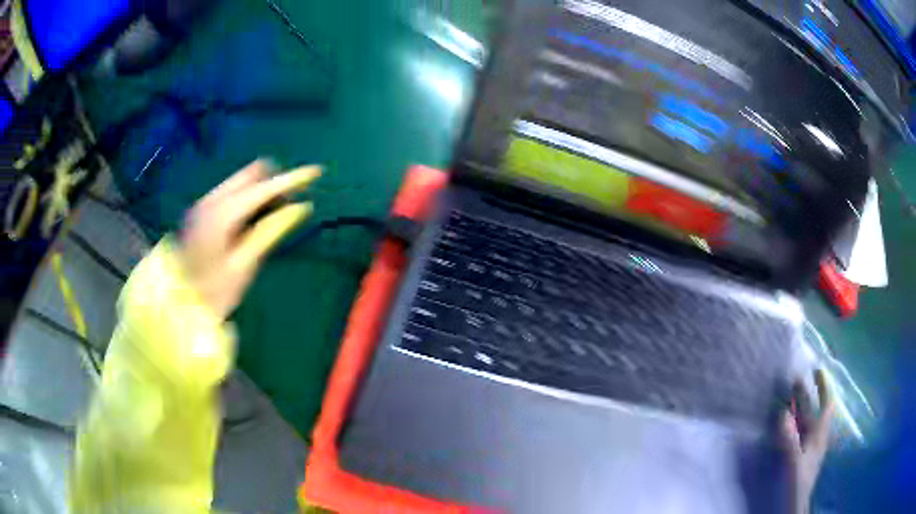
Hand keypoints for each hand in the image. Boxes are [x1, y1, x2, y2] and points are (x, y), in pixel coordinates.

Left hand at [178, 159, 319, 318]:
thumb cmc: (214, 290)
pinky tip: (250, 218)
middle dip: (274, 182)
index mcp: (223, 213)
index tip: (316, 171)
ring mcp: (204, 202)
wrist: (178, 303)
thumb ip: (271, 230)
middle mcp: (212, 199)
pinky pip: (231, 191)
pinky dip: (246, 197)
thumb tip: (302, 206)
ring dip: (260, 189)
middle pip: (251, 174)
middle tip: (289, 204)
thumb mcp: (245, 264)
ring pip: (241, 181)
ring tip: (272, 215)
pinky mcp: (200, 209)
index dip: (292, 179)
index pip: (264, 187)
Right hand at [781, 369, 835, 513]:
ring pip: (805, 422)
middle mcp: (816, 437)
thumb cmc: (798, 481)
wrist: (795, 506)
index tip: (817, 369)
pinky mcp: (800, 457)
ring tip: (788, 398)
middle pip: (813, 410)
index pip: (826, 403)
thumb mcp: (794, 460)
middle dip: (806, 395)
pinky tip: (785, 425)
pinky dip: (793, 425)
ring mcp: (809, 448)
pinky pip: (799, 434)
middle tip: (795, 380)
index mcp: (819, 434)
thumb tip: (782, 413)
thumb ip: (789, 438)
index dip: (823, 386)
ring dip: (798, 409)